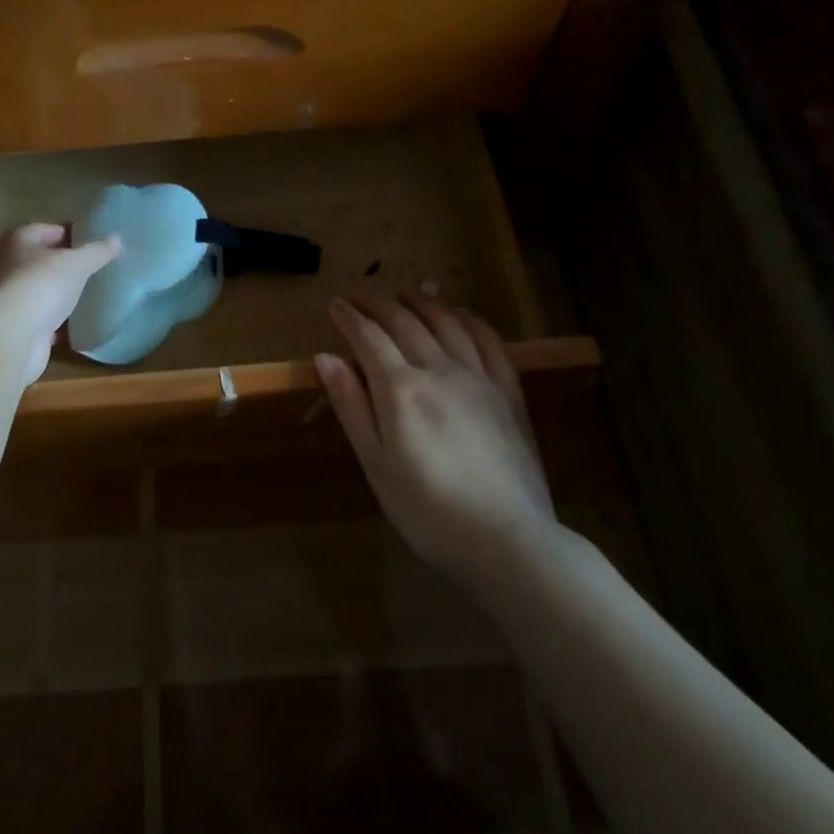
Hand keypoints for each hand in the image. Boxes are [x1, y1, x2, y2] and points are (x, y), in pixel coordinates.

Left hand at [0, 223, 119, 382]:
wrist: (11, 338)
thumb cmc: (41, 285)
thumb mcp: (77, 263)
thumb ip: (97, 251)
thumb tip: (116, 239)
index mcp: (16, 242)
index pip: (44, 229)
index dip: (68, 233)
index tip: (92, 242)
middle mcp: (6, 267)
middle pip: (39, 260)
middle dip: (63, 264)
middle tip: (93, 268)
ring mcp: (9, 300)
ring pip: (39, 291)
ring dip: (58, 293)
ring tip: (88, 294)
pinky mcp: (16, 328)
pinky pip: (41, 320)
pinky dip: (55, 322)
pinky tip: (76, 324)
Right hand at [316, 293, 556, 589]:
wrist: (507, 540)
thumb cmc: (427, 510)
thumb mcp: (375, 464)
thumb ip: (351, 406)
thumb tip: (325, 357)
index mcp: (400, 389)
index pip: (368, 338)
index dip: (349, 317)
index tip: (335, 303)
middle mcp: (439, 370)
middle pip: (406, 322)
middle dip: (379, 304)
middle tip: (362, 296)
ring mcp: (478, 377)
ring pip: (447, 322)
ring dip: (423, 302)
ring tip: (406, 293)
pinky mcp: (508, 392)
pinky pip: (489, 340)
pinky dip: (469, 318)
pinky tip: (460, 313)